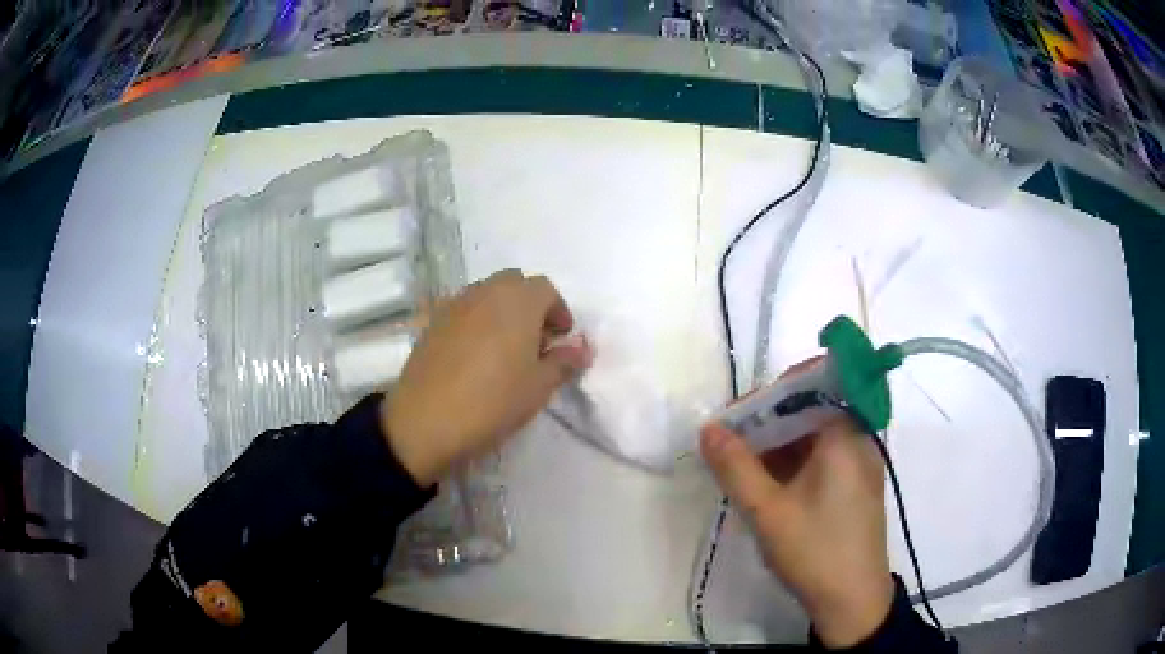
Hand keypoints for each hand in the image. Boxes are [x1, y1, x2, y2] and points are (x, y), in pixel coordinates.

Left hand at [384, 270, 591, 486]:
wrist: (425, 421)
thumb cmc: (492, 401)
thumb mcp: (538, 387)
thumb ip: (564, 362)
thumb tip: (583, 348)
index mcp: (517, 300)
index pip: (546, 289)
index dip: (558, 311)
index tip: (560, 340)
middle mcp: (485, 291)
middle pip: (514, 285)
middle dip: (530, 306)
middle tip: (535, 343)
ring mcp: (454, 305)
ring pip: (486, 295)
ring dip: (502, 312)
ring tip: (505, 350)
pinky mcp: (431, 323)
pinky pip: (463, 311)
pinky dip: (476, 322)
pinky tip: (474, 357)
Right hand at [700, 365, 892, 647]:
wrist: (853, 601)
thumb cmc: (815, 552)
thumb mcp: (767, 511)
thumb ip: (735, 466)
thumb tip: (708, 428)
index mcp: (845, 435)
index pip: (809, 386)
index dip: (769, 393)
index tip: (735, 417)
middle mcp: (858, 439)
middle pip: (810, 409)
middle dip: (767, 422)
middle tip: (729, 445)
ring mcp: (859, 463)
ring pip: (814, 435)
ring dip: (777, 444)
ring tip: (741, 466)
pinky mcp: (855, 485)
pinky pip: (822, 457)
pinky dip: (793, 463)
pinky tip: (767, 484)